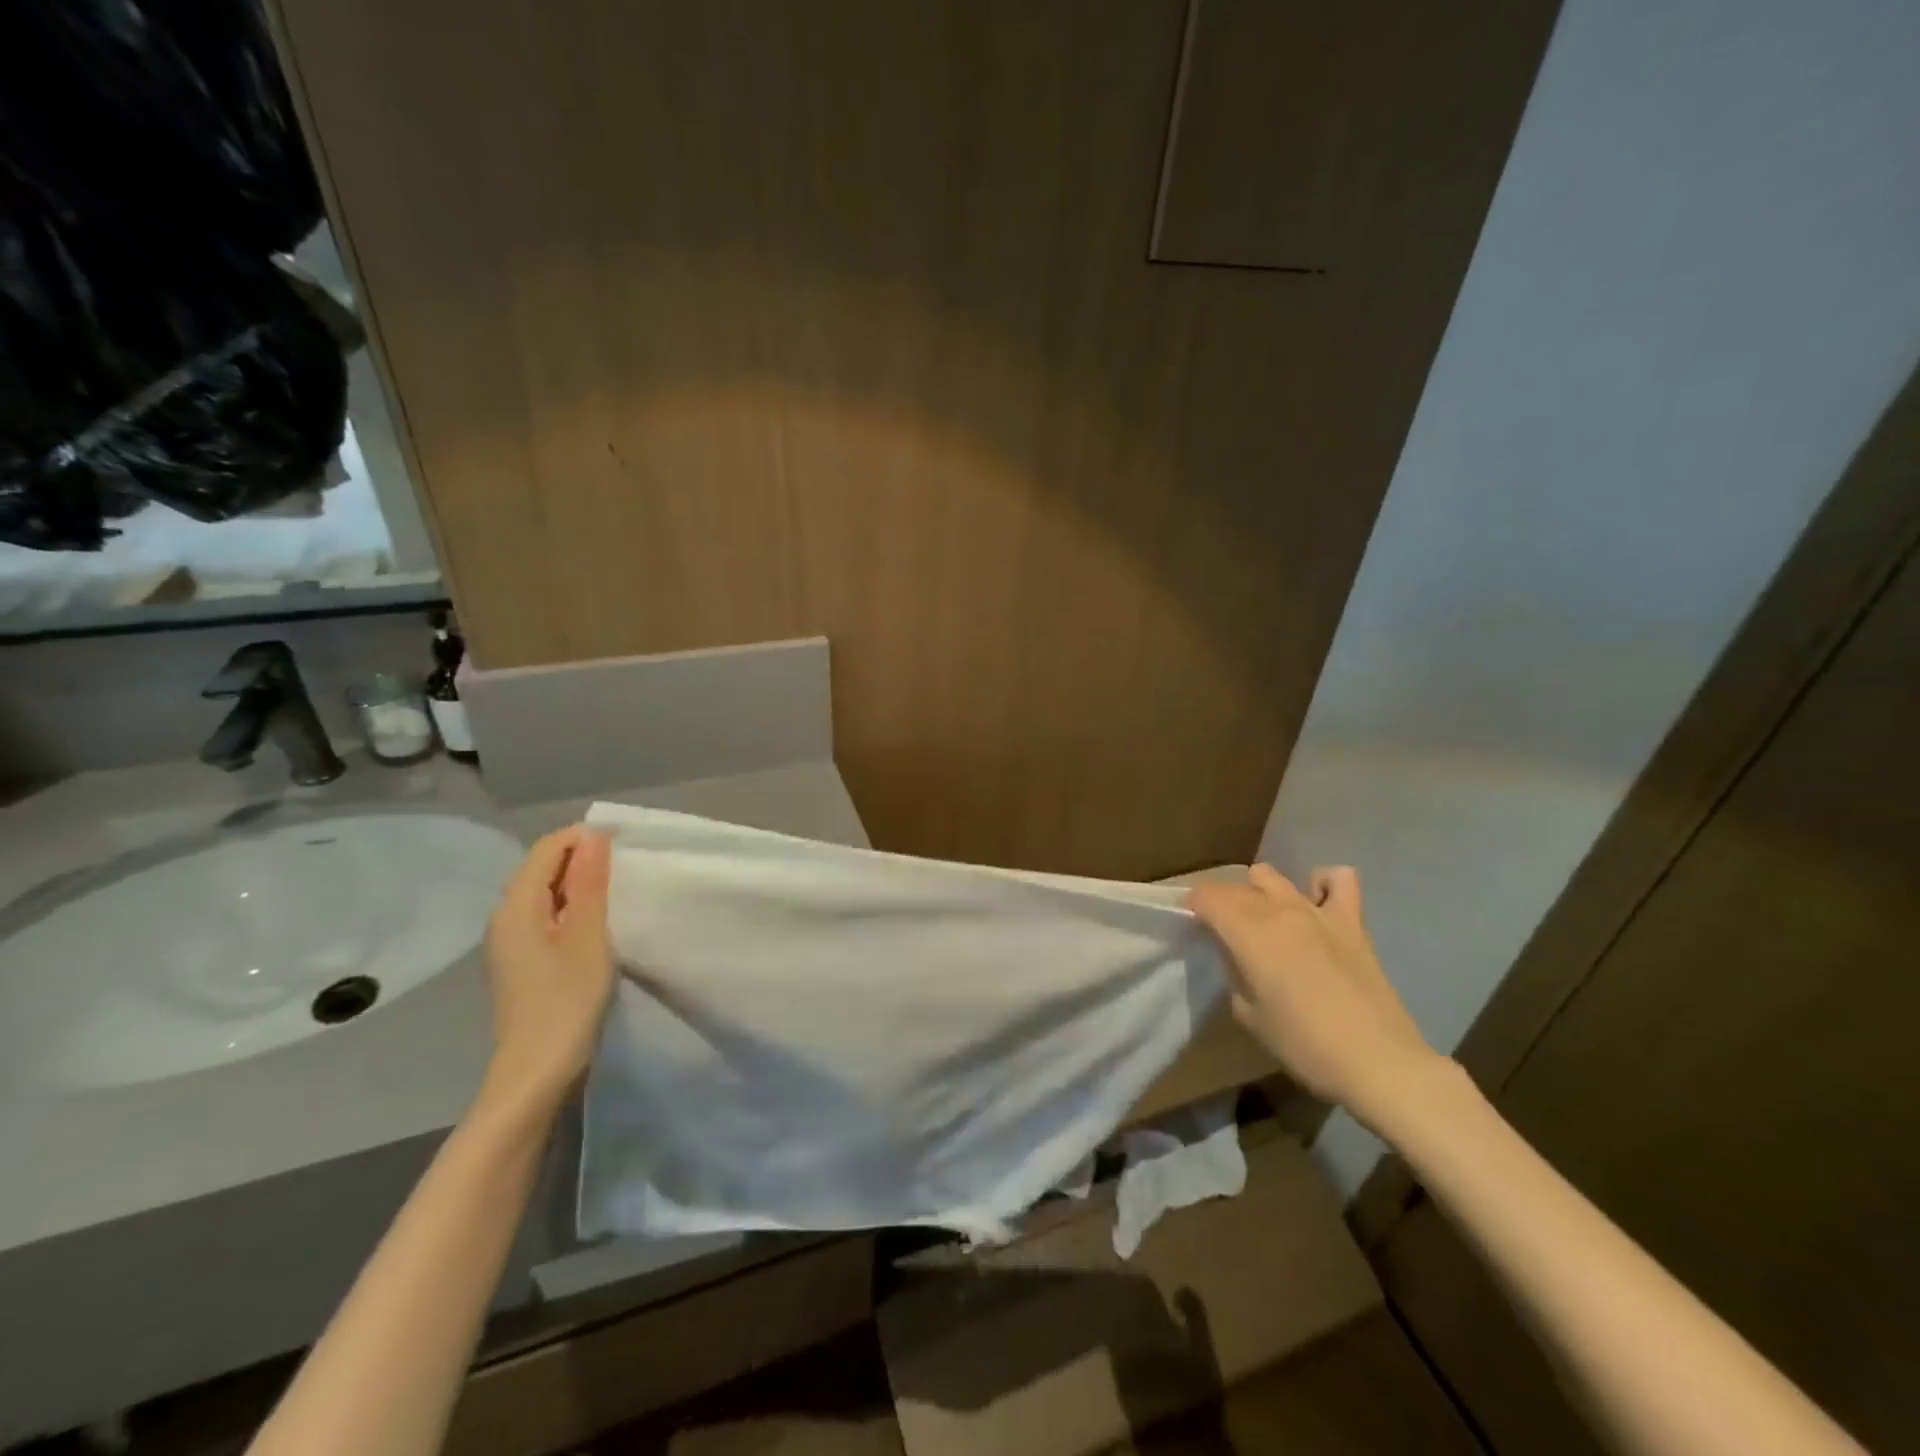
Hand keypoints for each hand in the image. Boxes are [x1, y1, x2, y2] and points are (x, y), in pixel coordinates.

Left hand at [481, 826, 614, 1109]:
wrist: (535, 1073)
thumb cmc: (565, 1002)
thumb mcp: (587, 937)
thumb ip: (589, 884)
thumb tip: (594, 836)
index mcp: (516, 907)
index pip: (547, 849)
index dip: (584, 839)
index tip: (626, 848)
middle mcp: (505, 917)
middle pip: (543, 868)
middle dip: (585, 860)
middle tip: (629, 870)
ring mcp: (510, 942)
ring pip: (547, 893)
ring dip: (581, 886)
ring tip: (620, 894)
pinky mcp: (522, 961)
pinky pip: (547, 917)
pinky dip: (574, 910)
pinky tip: (599, 926)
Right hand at [1186, 865, 1438, 1127]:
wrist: (1378, 1062)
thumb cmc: (1303, 1044)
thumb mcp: (1247, 1014)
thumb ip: (1233, 972)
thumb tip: (1233, 952)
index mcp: (1247, 931)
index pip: (1206, 896)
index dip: (1194, 907)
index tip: (1195, 928)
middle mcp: (1278, 910)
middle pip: (1236, 887)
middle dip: (1221, 902)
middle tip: (1223, 932)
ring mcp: (1317, 911)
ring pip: (1273, 877)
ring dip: (1259, 891)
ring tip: (1262, 918)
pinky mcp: (1351, 921)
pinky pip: (1337, 880)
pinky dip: (1322, 884)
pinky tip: (1316, 903)